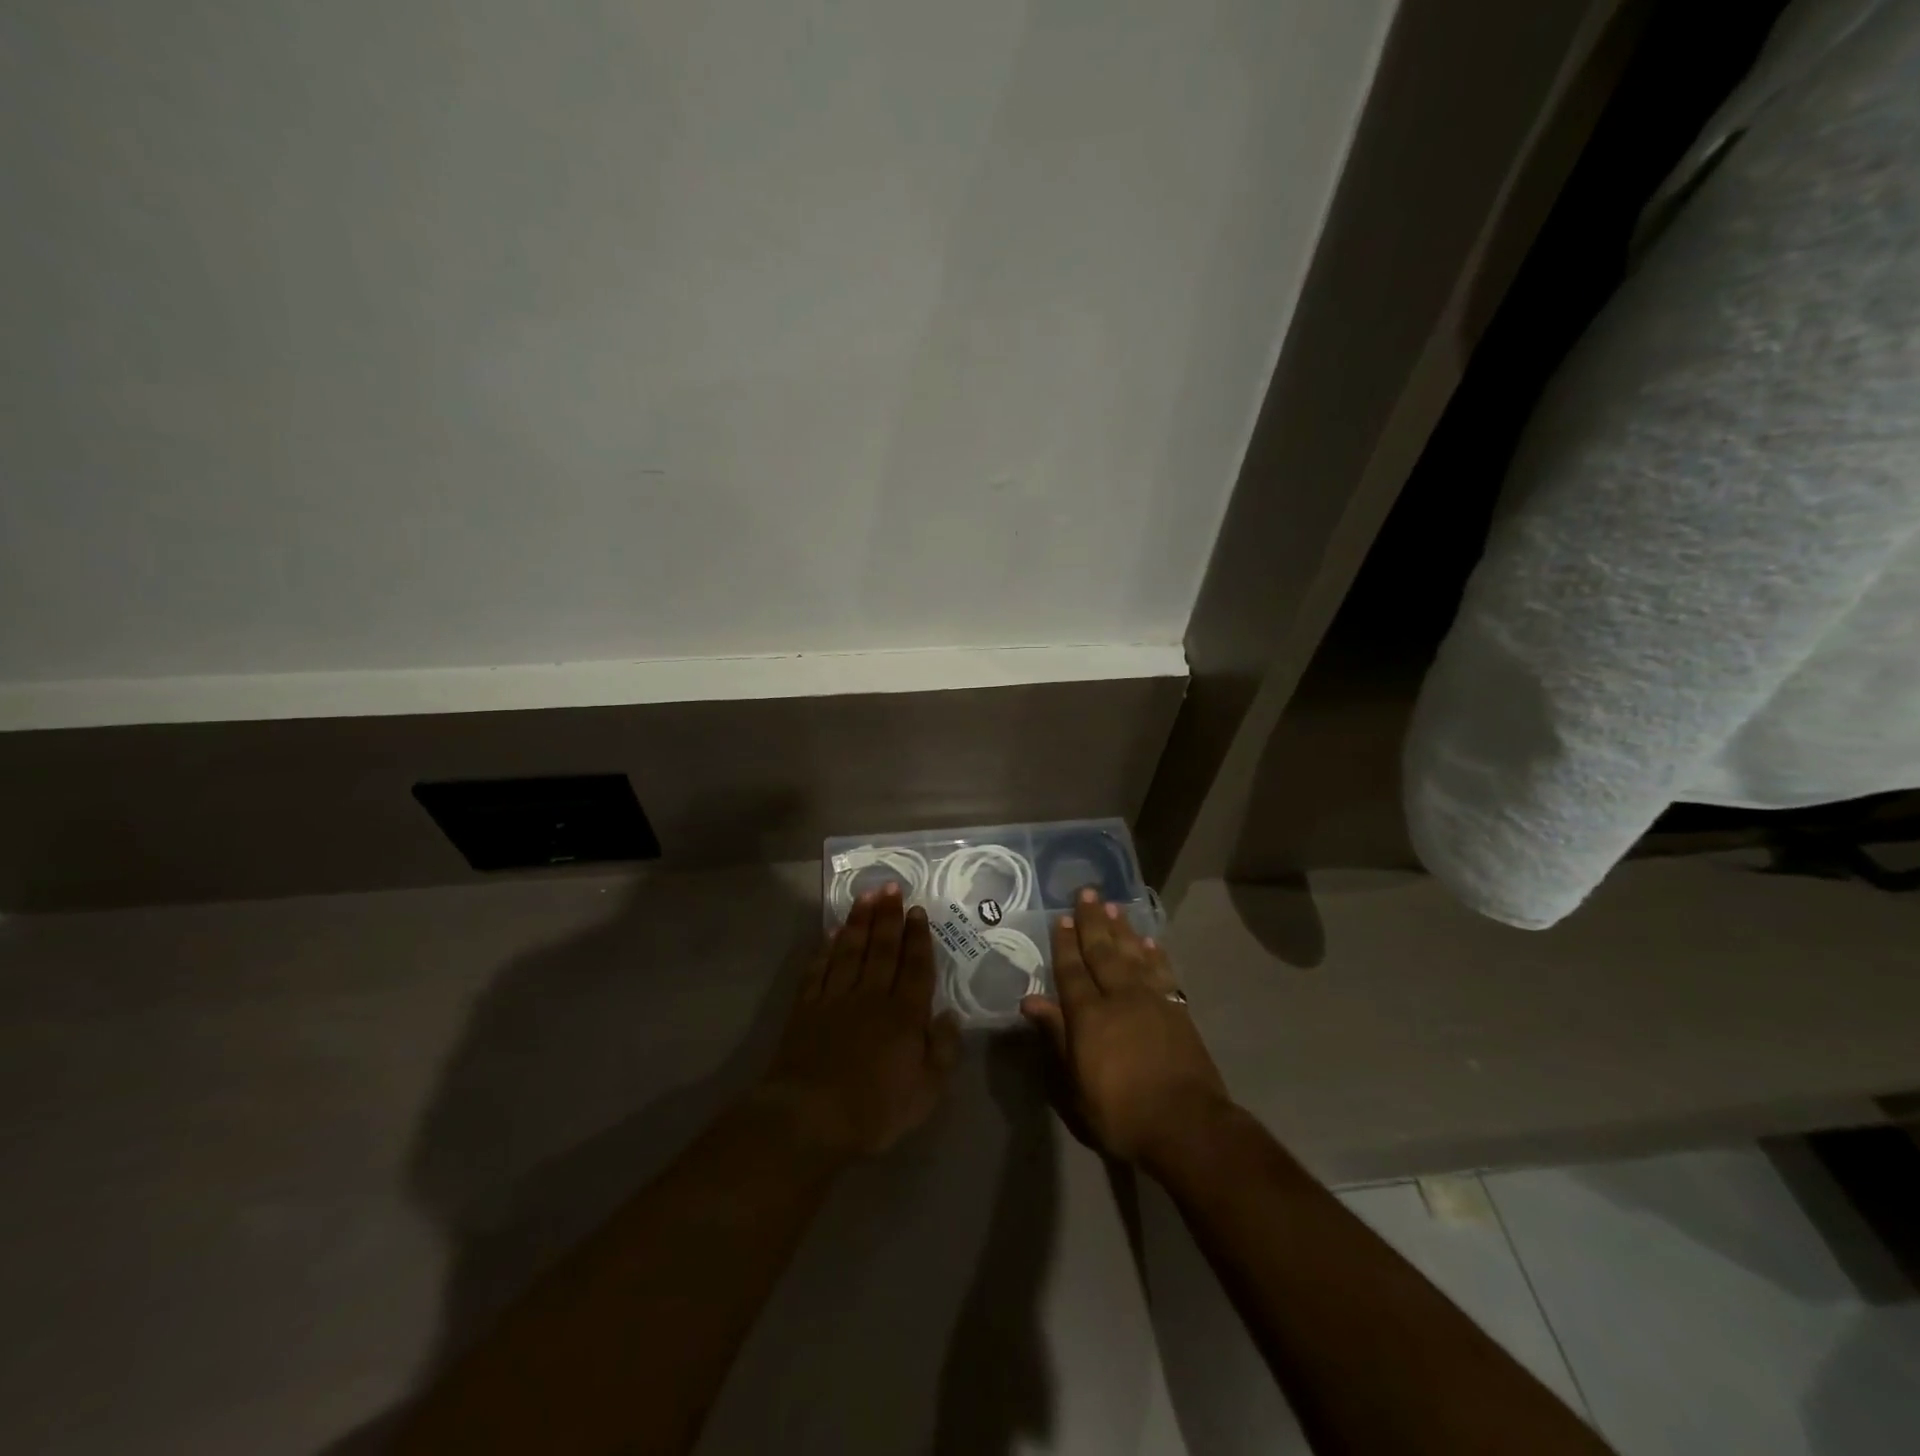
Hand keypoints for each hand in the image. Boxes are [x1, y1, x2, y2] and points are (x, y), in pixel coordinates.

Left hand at [758, 885, 961, 1161]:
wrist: (808, 1119)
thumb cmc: (874, 1111)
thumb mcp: (925, 1093)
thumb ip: (942, 1051)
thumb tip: (949, 1015)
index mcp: (904, 1015)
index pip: (915, 967)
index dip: (917, 937)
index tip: (918, 910)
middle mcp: (871, 997)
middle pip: (882, 949)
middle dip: (889, 916)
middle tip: (891, 887)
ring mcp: (835, 999)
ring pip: (850, 950)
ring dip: (859, 922)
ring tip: (866, 896)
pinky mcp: (806, 1009)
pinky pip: (818, 970)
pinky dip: (825, 949)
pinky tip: (830, 934)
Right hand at [1021, 889, 1229, 1166]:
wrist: (1187, 1125)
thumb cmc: (1121, 1113)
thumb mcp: (1076, 1084)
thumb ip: (1057, 1036)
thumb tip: (1030, 1000)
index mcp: (1089, 1016)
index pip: (1072, 971)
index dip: (1064, 944)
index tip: (1060, 918)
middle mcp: (1119, 998)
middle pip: (1102, 952)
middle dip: (1092, 921)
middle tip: (1087, 893)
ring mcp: (1152, 1001)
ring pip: (1133, 954)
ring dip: (1122, 929)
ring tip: (1114, 906)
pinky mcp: (1177, 1010)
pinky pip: (1163, 971)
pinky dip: (1155, 954)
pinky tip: (1149, 941)